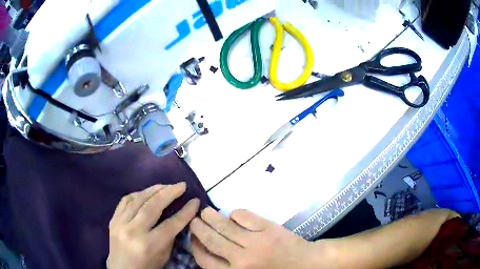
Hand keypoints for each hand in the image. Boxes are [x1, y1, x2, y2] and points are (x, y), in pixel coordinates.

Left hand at [107, 183, 199, 268]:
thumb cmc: (147, 267)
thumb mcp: (164, 256)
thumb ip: (169, 236)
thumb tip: (178, 217)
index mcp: (149, 245)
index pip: (170, 224)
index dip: (185, 212)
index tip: (195, 201)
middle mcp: (133, 231)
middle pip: (153, 206)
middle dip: (170, 193)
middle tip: (181, 185)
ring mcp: (120, 223)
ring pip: (138, 199)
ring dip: (154, 189)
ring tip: (166, 185)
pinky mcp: (113, 219)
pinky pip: (125, 200)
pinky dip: (137, 194)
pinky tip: (146, 192)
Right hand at [189, 208, 322, 268]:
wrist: (307, 265)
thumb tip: (208, 251)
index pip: (205, 260)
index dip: (195, 247)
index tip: (193, 238)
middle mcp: (242, 259)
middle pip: (211, 240)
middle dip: (198, 228)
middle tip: (193, 220)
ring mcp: (255, 242)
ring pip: (225, 226)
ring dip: (211, 217)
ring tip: (204, 211)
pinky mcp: (268, 228)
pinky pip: (244, 216)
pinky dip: (235, 213)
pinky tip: (233, 215)